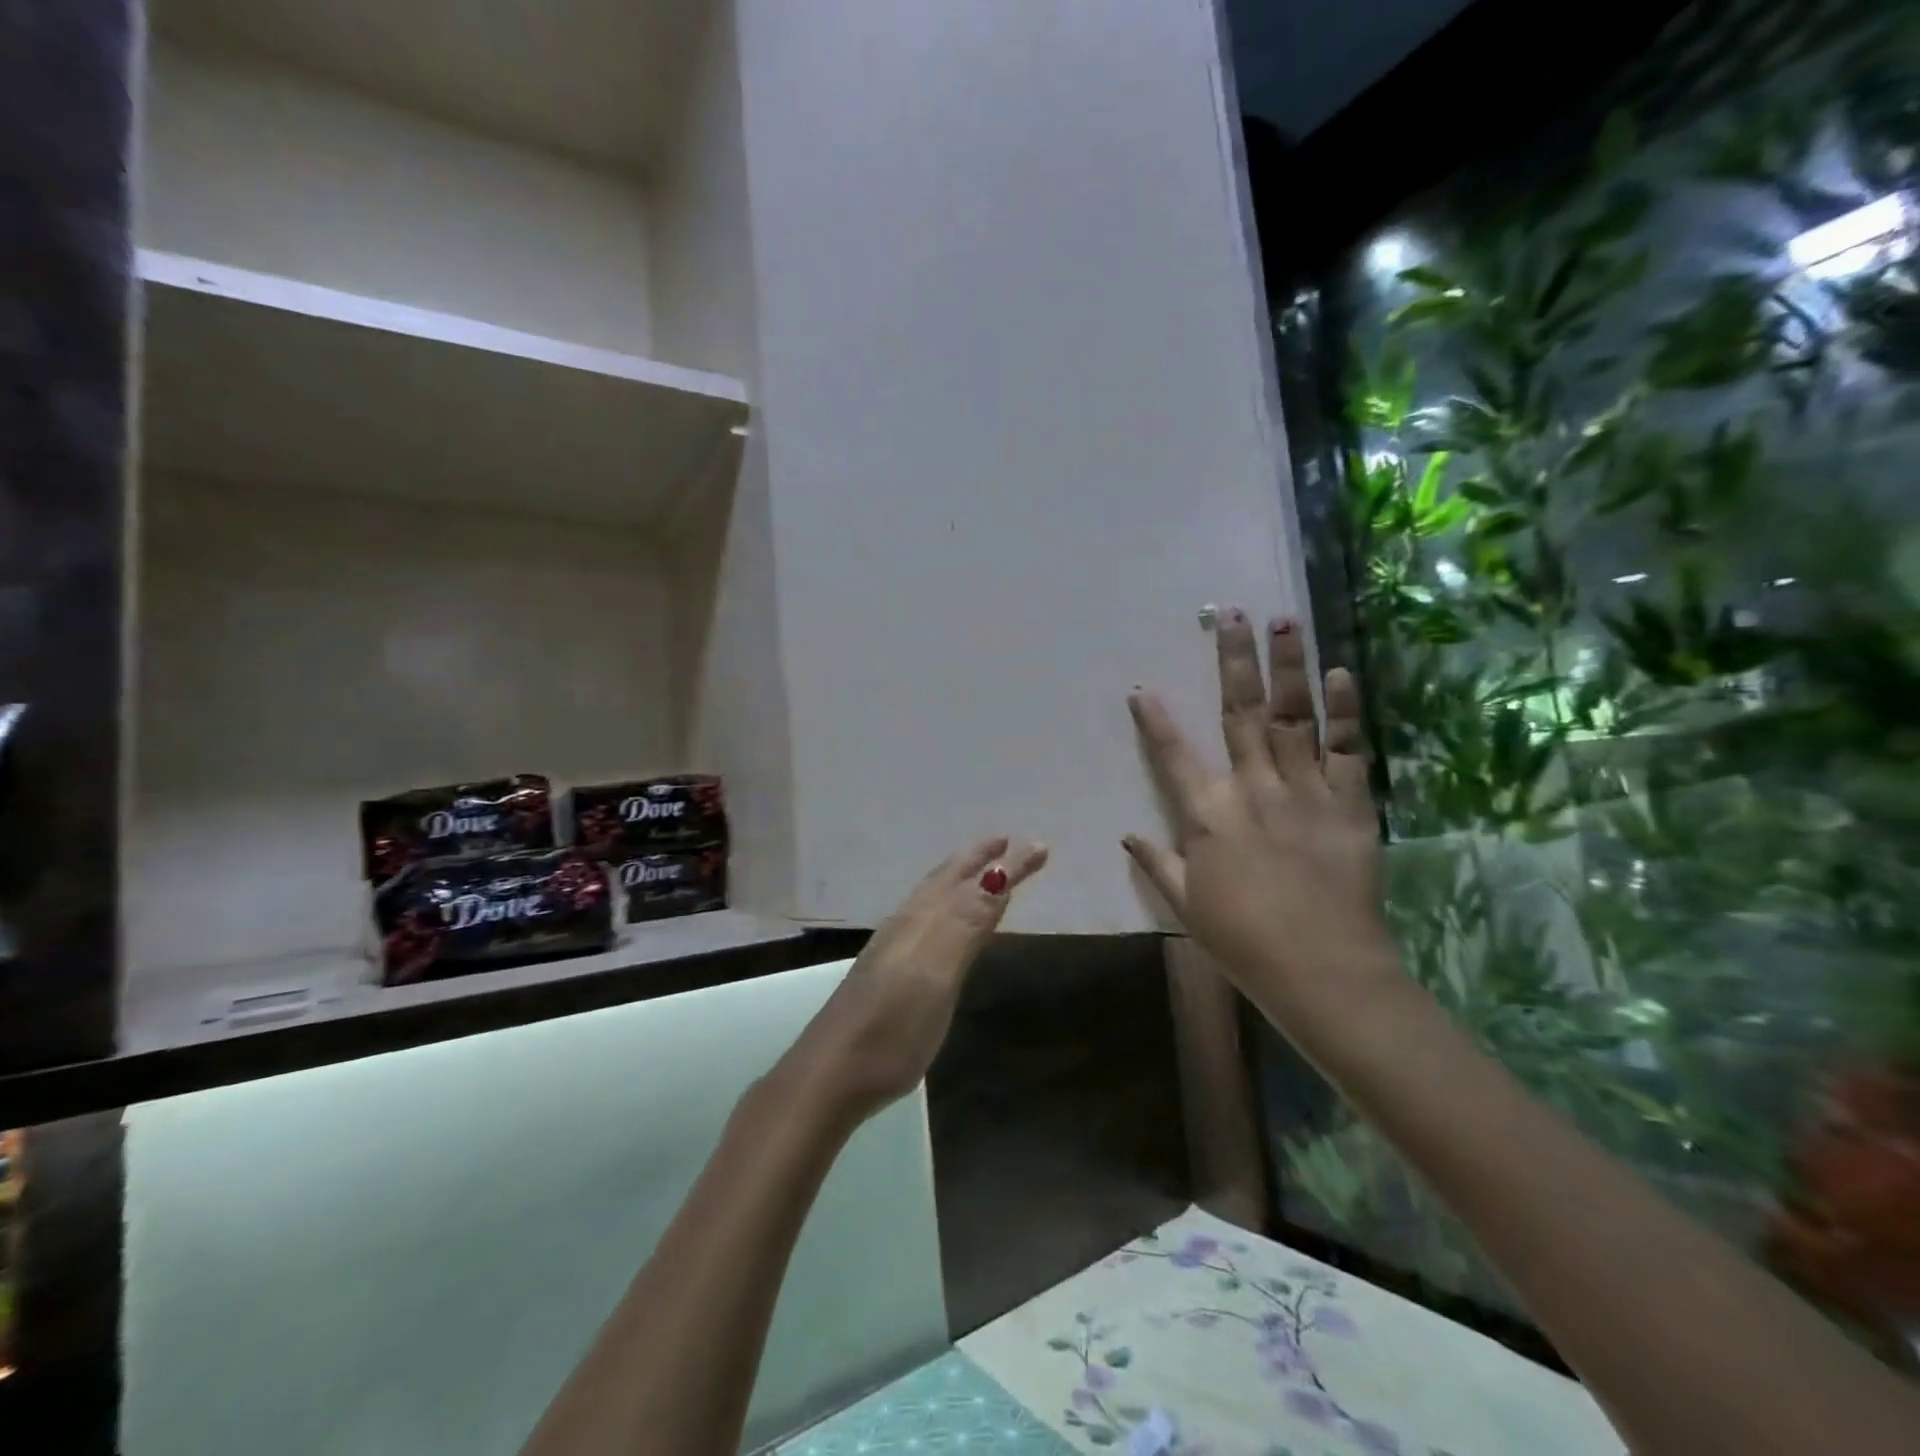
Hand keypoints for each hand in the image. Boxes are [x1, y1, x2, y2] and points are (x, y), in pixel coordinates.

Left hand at [786, 836, 1048, 1121]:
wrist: (833, 1072)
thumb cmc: (894, 1025)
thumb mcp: (938, 972)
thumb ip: (967, 921)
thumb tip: (1000, 871)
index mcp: (924, 919)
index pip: (973, 879)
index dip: (1007, 863)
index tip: (1041, 846)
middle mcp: (908, 922)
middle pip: (949, 879)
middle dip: (980, 858)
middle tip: (1009, 843)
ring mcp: (894, 946)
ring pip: (934, 896)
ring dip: (962, 877)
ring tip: (983, 870)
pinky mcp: (888, 971)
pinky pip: (927, 918)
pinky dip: (948, 905)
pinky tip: (947, 922)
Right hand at [1123, 611, 1394, 1015]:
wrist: (1324, 972)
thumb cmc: (1244, 942)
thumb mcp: (1187, 907)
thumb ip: (1157, 863)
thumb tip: (1127, 834)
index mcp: (1209, 815)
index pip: (1173, 756)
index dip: (1155, 720)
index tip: (1142, 688)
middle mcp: (1254, 789)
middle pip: (1241, 714)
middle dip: (1234, 661)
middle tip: (1232, 614)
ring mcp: (1305, 791)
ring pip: (1294, 717)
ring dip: (1288, 667)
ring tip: (1285, 622)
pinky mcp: (1351, 804)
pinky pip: (1347, 748)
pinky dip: (1345, 710)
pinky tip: (1339, 673)